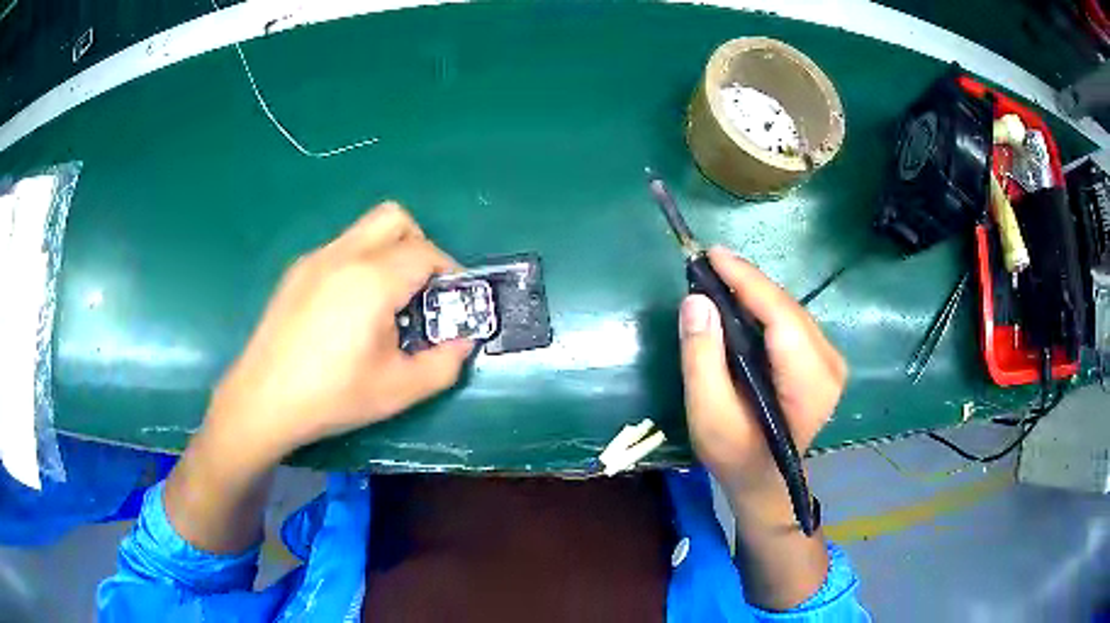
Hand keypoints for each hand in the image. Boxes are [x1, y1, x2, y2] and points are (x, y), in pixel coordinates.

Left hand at [206, 202, 473, 463]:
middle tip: (421, 288)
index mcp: (373, 280)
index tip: (452, 300)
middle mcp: (344, 255)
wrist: (264, 399)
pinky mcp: (297, 271)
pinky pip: (340, 248)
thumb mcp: (398, 390)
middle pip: (395, 218)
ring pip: (365, 229)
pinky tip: (348, 309)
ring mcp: (316, 259)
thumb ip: (444, 364)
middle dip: (419, 244)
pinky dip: (360, 263)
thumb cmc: (332, 395)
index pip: (426, 252)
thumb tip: (464, 342)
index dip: (449, 272)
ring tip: (385, 302)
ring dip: (388, 252)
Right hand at [678, 247, 846, 507]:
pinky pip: (792, 321)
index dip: (748, 281)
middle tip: (708, 265)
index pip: (781, 317)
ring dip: (755, 292)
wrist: (764, 479)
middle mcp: (829, 366)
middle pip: (787, 309)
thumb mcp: (708, 414)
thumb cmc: (734, 454)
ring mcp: (830, 362)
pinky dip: (764, 307)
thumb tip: (697, 301)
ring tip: (719, 279)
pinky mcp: (823, 360)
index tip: (713, 254)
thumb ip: (701, 359)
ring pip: (790, 311)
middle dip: (748, 282)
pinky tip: (740, 303)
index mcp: (808, 384)